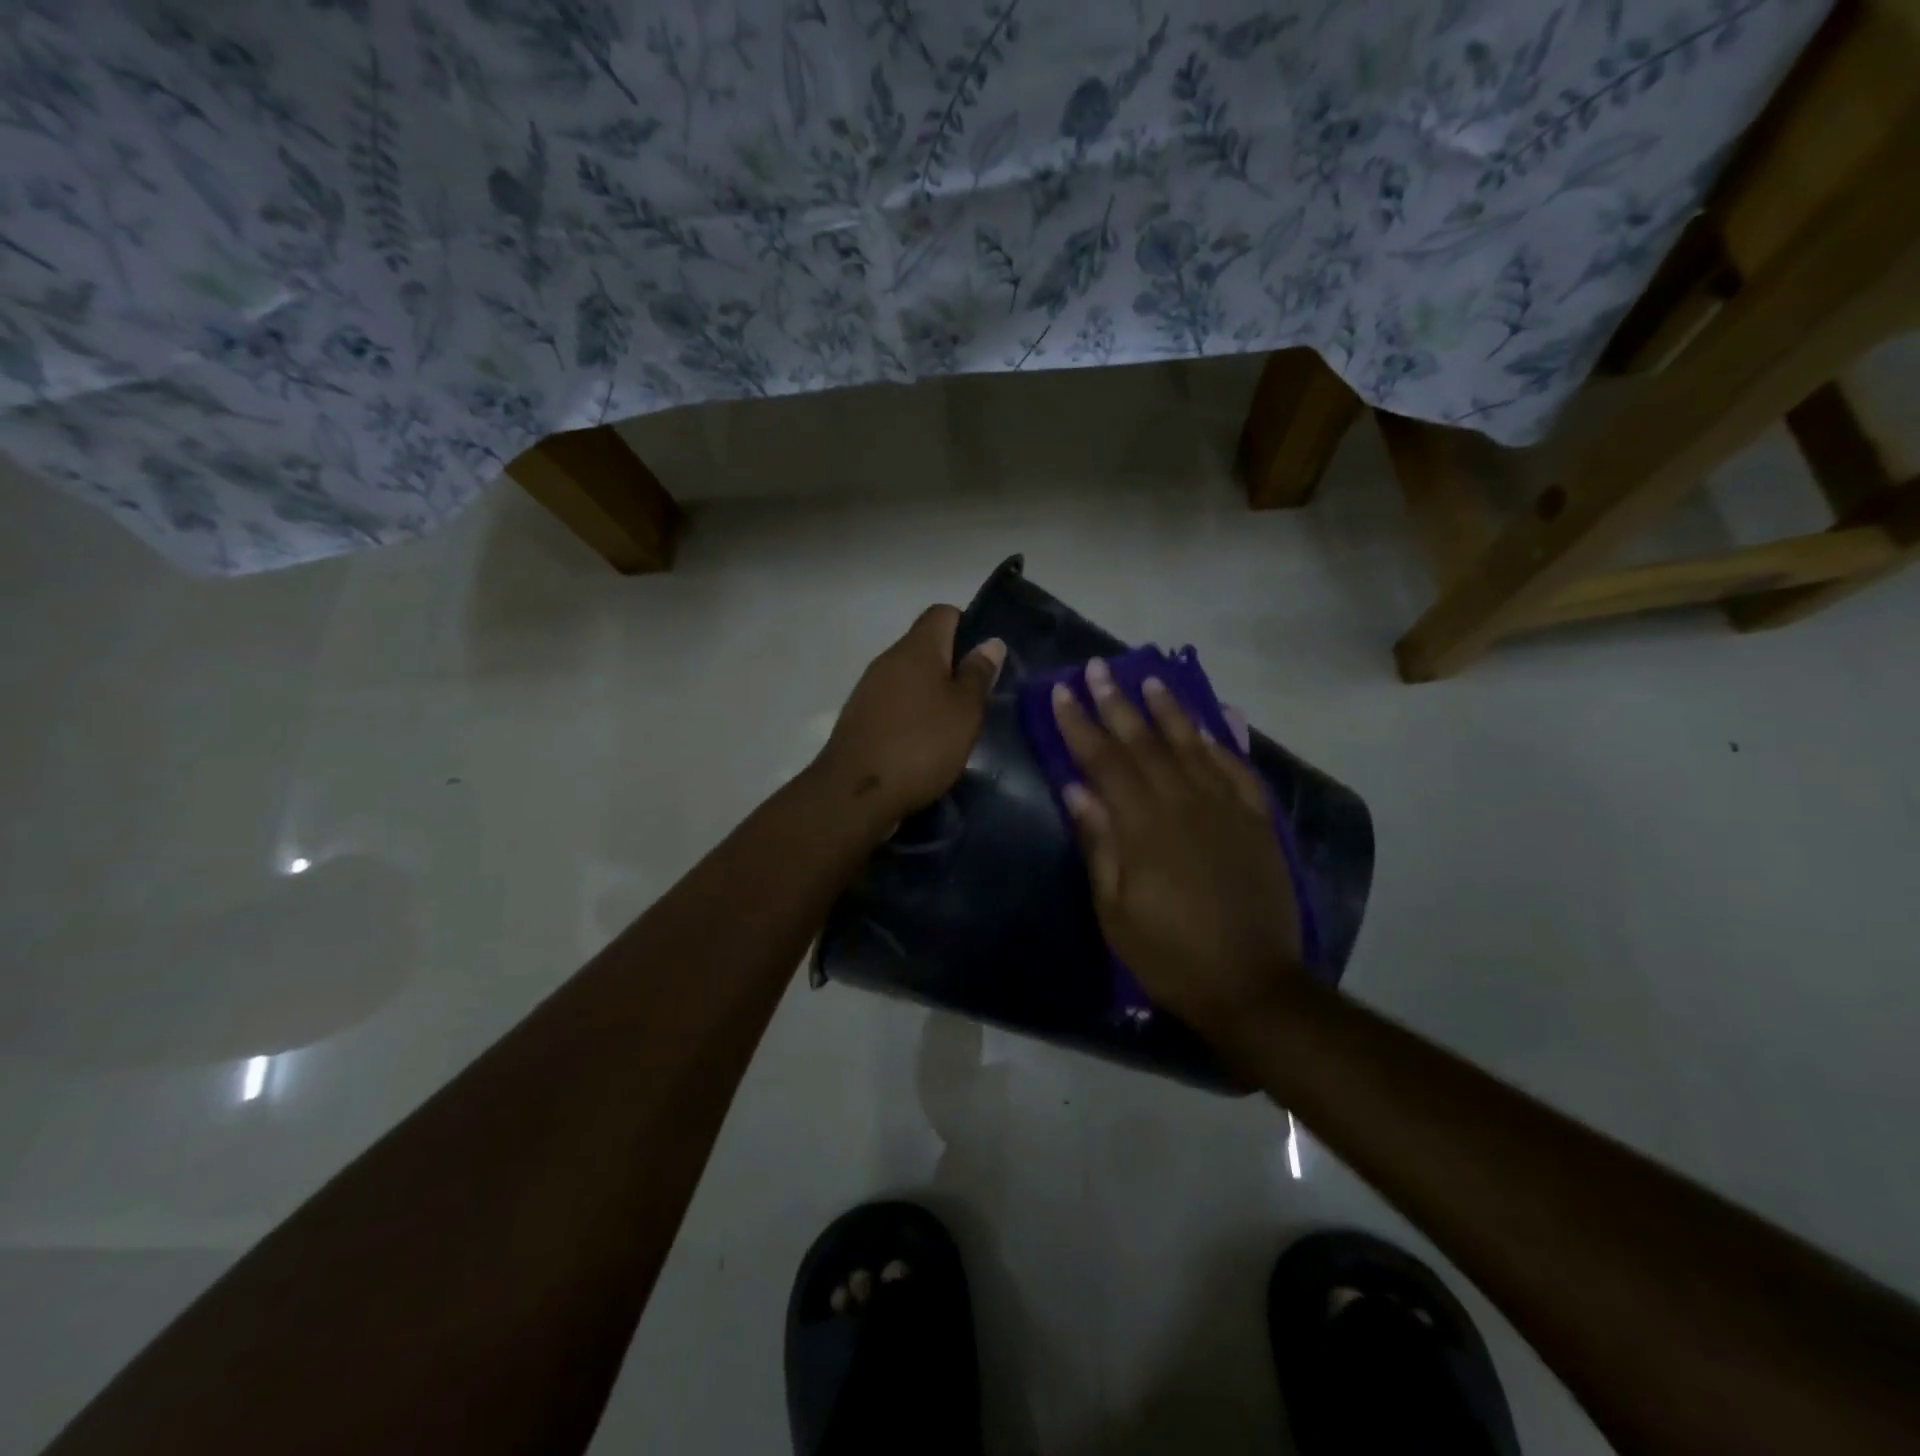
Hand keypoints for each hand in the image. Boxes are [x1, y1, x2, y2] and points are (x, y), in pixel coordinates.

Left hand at [816, 605, 1005, 826]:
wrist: (856, 793)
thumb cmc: (920, 744)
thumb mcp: (964, 711)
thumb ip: (978, 674)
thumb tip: (989, 642)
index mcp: (916, 648)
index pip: (943, 613)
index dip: (968, 627)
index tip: (986, 660)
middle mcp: (888, 660)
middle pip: (926, 647)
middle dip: (953, 667)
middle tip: (979, 699)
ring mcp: (869, 690)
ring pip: (910, 679)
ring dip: (933, 696)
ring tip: (956, 726)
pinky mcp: (860, 720)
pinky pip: (894, 705)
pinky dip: (913, 717)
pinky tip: (927, 745)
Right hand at [1052, 658, 1303, 1040]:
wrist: (1252, 983)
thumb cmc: (1169, 953)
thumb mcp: (1115, 910)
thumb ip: (1098, 843)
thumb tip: (1075, 789)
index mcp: (1143, 826)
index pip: (1104, 761)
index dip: (1079, 724)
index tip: (1061, 692)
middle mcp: (1184, 803)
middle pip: (1144, 742)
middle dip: (1116, 702)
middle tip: (1098, 667)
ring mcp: (1225, 807)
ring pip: (1192, 744)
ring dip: (1168, 709)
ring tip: (1149, 679)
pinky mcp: (1256, 819)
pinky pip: (1237, 767)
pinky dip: (1223, 739)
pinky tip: (1212, 719)